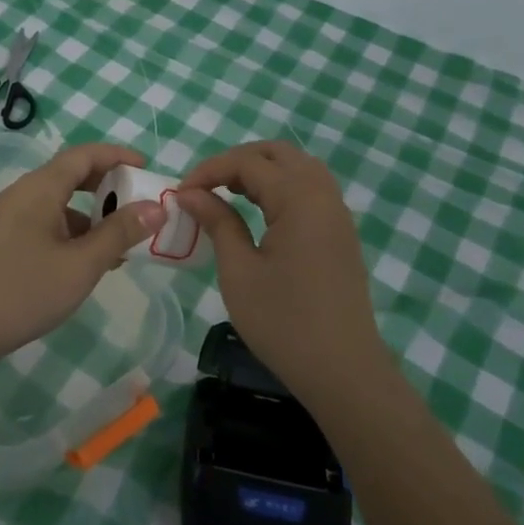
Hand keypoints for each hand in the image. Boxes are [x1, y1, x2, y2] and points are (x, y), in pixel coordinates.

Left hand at [0, 143, 164, 371]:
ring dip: (91, 215)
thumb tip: (156, 207)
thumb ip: (119, 233)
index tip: (147, 168)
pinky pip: (45, 223)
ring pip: (58, 203)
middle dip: (108, 185)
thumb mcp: (81, 265)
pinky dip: (72, 232)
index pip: (84, 155)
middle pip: (70, 175)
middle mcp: (22, 194)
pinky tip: (87, 263)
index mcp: (39, 188)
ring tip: (121, 243)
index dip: (118, 156)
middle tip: (139, 204)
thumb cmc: (23, 292)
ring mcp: (8, 218)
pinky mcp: (2, 242)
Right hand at [175, 141, 382, 399]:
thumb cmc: (284, 322)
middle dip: (237, 161)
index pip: (248, 162)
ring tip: (228, 194)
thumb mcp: (239, 271)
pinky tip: (259, 212)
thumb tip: (190, 193)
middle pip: (278, 153)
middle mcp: (323, 195)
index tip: (180, 193)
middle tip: (205, 187)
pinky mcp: (341, 233)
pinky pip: (310, 189)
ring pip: (298, 167)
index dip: (209, 170)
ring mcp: (337, 213)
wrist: (343, 371)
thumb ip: (217, 222)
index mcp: (299, 198)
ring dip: (261, 171)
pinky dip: (281, 187)